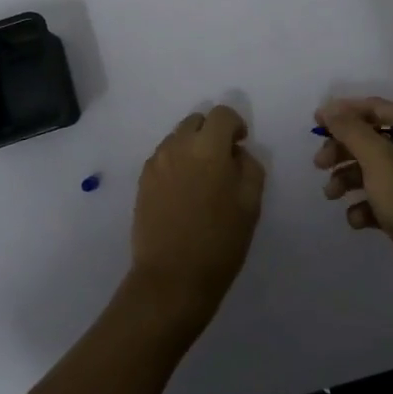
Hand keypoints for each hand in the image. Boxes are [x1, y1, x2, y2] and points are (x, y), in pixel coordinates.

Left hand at [126, 105, 265, 336]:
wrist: (171, 279)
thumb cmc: (219, 242)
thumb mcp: (250, 204)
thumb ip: (249, 166)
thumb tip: (237, 152)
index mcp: (208, 148)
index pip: (221, 114)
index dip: (235, 124)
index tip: (240, 144)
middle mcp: (178, 146)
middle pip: (196, 121)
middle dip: (212, 132)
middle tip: (223, 160)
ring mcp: (156, 162)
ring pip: (177, 138)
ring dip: (192, 146)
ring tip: (202, 178)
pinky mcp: (142, 181)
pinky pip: (163, 157)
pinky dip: (176, 162)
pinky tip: (183, 191)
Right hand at [315, 96, 392, 312]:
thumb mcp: (379, 159)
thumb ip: (351, 130)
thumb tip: (328, 108)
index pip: (376, 108)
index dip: (344, 111)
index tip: (316, 123)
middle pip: (370, 140)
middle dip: (342, 149)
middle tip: (319, 163)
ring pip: (371, 172)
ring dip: (347, 179)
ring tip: (331, 194)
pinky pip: (378, 202)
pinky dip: (363, 207)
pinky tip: (357, 220)